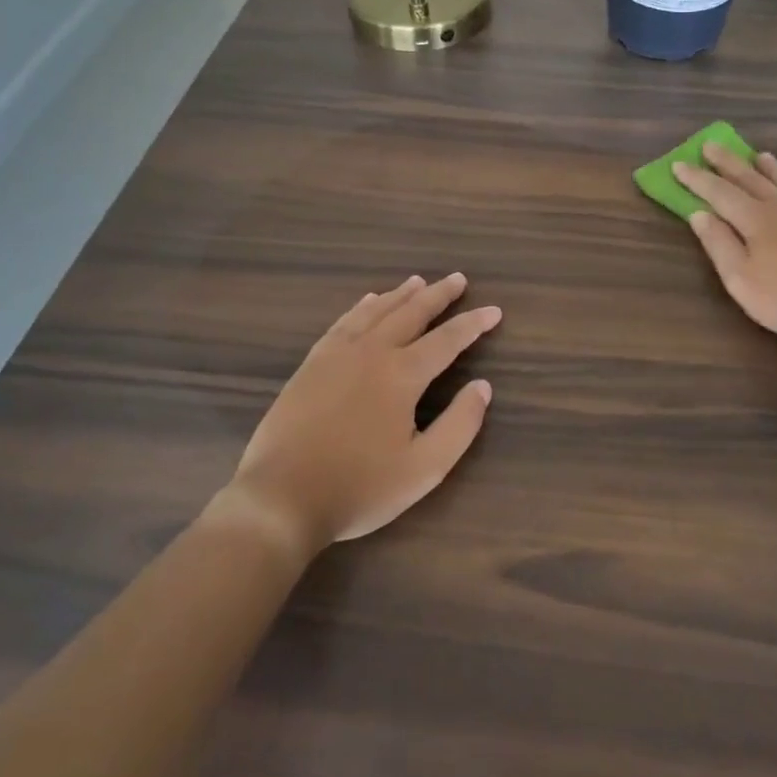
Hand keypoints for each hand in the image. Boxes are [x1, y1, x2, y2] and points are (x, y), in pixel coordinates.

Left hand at [227, 273, 499, 549]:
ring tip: (418, 281)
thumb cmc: (359, 487)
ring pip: (376, 311)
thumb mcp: (424, 469)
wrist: (282, 497)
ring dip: (401, 294)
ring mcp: (337, 354)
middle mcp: (372, 352)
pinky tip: (368, 301)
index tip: (494, 310)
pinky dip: (362, 306)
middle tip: (458, 278)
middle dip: (438, 295)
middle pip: (411, 313)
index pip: (447, 339)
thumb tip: (482, 387)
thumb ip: (460, 425)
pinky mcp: (312, 363)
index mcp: (402, 375)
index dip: (473, 323)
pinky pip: (344, 322)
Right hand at [675, 144, 776, 344]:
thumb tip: (699, 213)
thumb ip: (718, 244)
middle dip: (726, 161)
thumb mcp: (741, 280)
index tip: (678, 164)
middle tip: (710, 145)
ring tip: (757, 155)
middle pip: (749, 176)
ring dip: (767, 167)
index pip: (718, 191)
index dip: (696, 178)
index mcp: (755, 218)